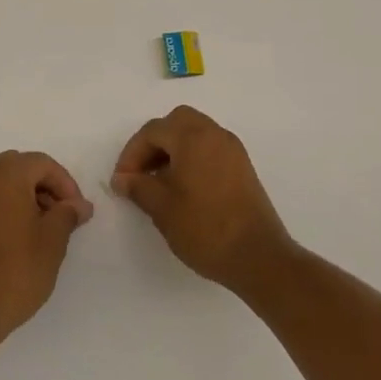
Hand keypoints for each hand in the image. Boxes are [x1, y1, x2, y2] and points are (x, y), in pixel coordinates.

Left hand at [0, 151, 93, 343]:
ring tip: (46, 230)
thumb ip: (68, 214)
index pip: (43, 164)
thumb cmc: (16, 269)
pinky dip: (9, 207)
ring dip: (28, 197)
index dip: (66, 184)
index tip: (79, 212)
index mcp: (5, 172)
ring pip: (4, 182)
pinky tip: (22, 236)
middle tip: (64, 217)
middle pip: (22, 168)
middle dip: (46, 188)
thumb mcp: (52, 240)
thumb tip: (80, 204)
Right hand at [112, 106, 294, 293]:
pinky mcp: (243, 167)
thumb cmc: (205, 228)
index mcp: (193, 137)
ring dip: (173, 149)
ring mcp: (233, 149)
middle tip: (141, 171)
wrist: (258, 257)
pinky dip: (192, 157)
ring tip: (159, 181)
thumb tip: (122, 178)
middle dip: (154, 143)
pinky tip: (183, 187)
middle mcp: (215, 134)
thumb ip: (138, 186)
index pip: (153, 131)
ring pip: (195, 133)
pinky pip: (210, 148)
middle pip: (176, 122)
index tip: (122, 181)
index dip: (132, 153)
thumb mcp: (162, 208)